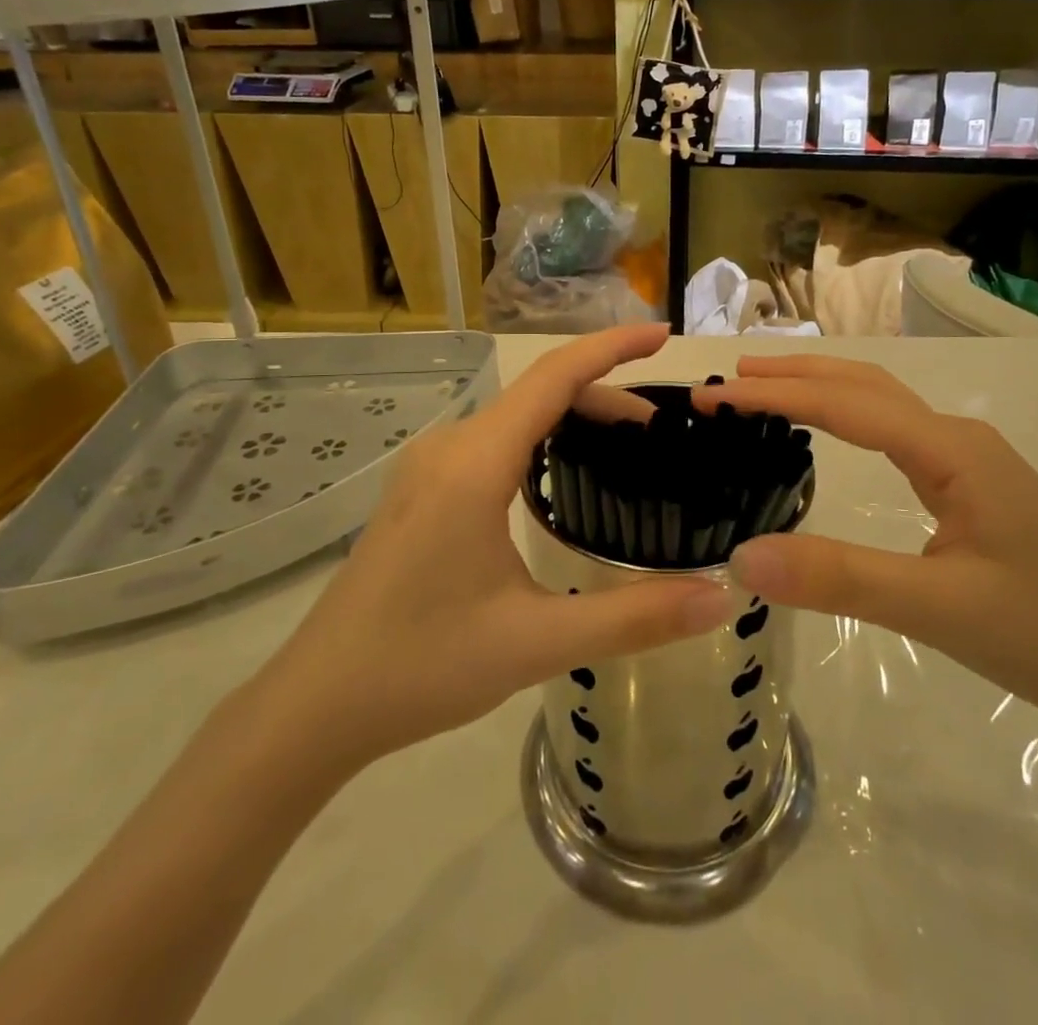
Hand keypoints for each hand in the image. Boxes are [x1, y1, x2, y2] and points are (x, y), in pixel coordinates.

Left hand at [257, 325, 738, 775]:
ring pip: (513, 417)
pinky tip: (557, 478)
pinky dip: (538, 439)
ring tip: (623, 448)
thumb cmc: (423, 665)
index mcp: (475, 463)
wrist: (316, 704)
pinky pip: (491, 441)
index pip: (554, 377)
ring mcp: (427, 467)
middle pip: (538, 394)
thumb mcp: (538, 642)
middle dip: (604, 395)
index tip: (661, 333)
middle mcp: (448, 447)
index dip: (611, 348)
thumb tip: (721, 599)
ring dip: (570, 417)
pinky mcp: (418, 490)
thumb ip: (636, 618)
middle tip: (661, 430)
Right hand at [694, 355, 1037, 728]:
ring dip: (818, 387)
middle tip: (726, 382)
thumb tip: (742, 556)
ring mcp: (966, 458)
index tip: (714, 396)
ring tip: (761, 391)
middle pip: (862, 383)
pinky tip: (829, 431)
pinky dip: (844, 416)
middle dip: (792, 375)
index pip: (845, 404)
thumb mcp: (937, 609)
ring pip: (880, 402)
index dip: (775, 396)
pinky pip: (893, 432)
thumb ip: (840, 579)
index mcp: (950, 450)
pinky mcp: (968, 483)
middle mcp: (956, 438)